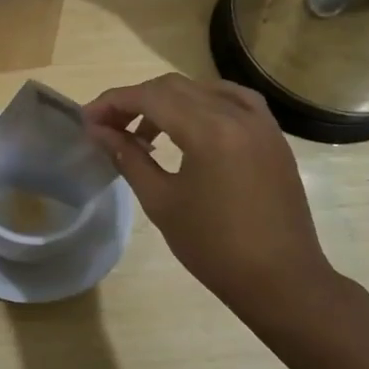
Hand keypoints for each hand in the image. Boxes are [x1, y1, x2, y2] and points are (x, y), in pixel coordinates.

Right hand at [82, 74, 368, 337]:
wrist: (281, 280)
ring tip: (146, 134)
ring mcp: (260, 123)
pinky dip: (205, 103)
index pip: (150, 97)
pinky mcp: (273, 136)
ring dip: (168, 102)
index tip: (87, 119)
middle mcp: (236, 115)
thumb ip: (128, 157)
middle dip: (136, 100)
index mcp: (208, 131)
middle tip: (108, 126)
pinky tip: (192, 123)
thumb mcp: (161, 201)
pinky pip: (234, 101)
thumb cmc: (214, 247)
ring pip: (203, 90)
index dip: (113, 103)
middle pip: (174, 87)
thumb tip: (98, 131)